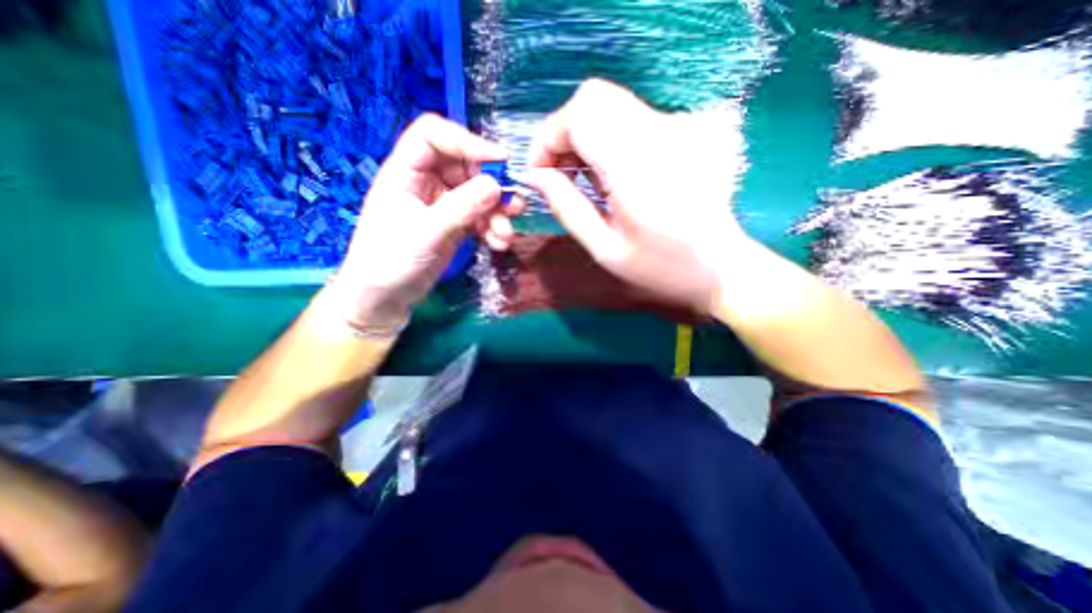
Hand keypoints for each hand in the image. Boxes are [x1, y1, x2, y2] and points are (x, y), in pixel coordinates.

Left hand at [330, 112, 513, 326]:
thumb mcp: (426, 234)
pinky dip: (492, 228)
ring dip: (497, 213)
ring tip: (506, 235)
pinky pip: (480, 218)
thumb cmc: (390, 262)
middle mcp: (426, 182)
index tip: (500, 161)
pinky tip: (499, 244)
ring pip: (478, 195)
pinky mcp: (455, 225)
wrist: (384, 298)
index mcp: (406, 172)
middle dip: (492, 186)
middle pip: (466, 166)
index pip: (434, 136)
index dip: (467, 141)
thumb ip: (460, 208)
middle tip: (513, 205)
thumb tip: (496, 186)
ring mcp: (443, 205)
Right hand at [530, 77, 751, 312]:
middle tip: (561, 173)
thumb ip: (567, 208)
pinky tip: (615, 175)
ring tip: (589, 181)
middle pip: (594, 98)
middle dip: (565, 133)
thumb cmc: (661, 267)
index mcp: (638, 170)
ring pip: (611, 105)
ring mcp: (680, 126)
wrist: (720, 265)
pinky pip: (632, 118)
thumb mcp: (605, 250)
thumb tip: (537, 176)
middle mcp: (661, 135)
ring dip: (586, 136)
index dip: (550, 136)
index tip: (542, 171)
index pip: (581, 114)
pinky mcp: (687, 128)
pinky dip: (610, 139)